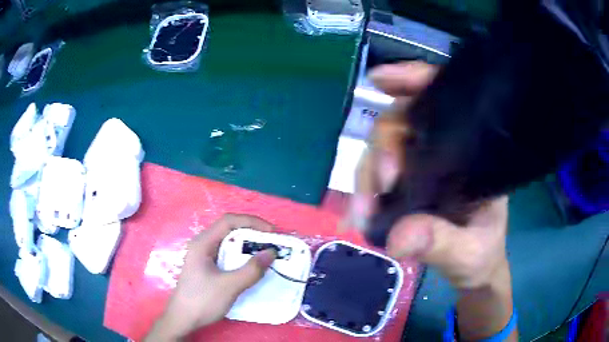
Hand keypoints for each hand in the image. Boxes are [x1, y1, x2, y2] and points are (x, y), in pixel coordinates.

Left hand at [146, 214, 276, 340]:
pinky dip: (242, 258)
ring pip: (229, 244)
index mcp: (203, 243)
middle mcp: (203, 245)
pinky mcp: (207, 268)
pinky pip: (228, 256)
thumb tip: (271, 252)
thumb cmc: (202, 300)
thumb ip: (250, 270)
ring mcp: (204, 257)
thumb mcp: (229, 286)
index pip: (228, 221)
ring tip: (266, 255)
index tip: (271, 232)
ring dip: (248, 247)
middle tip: (272, 244)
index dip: (251, 222)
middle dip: (252, 234)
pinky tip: (251, 268)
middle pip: (229, 231)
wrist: (183, 319)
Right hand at [343, 61, 508, 288]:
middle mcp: (443, 149)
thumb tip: (398, 237)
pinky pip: (374, 176)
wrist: (473, 269)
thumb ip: (441, 243)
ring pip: (381, 150)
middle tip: (380, 186)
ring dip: (365, 175)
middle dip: (382, 147)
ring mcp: (420, 166)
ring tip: (362, 213)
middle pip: (400, 123)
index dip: (412, 79)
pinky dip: (361, 191)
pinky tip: (355, 214)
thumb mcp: (470, 251)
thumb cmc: (482, 254)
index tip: (380, 79)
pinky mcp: (404, 185)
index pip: (445, 98)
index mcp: (472, 151)